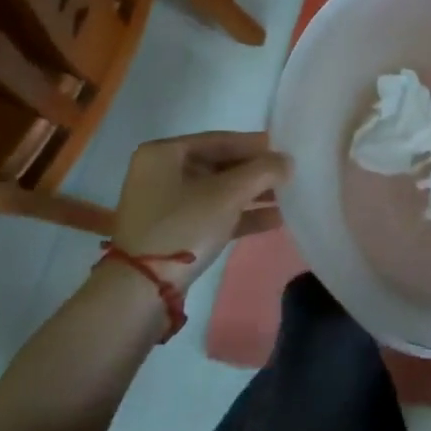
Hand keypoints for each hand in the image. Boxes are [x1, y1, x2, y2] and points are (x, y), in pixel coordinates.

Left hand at [111, 132, 291, 291]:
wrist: (141, 290)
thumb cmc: (184, 226)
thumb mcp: (228, 194)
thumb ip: (263, 171)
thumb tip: (288, 161)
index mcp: (164, 153)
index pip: (220, 140)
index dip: (256, 145)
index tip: (286, 151)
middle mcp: (161, 173)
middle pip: (220, 165)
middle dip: (256, 173)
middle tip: (290, 176)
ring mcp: (166, 204)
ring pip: (219, 192)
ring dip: (253, 195)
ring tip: (289, 199)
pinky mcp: (174, 232)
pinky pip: (213, 214)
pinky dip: (240, 215)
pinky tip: (274, 220)